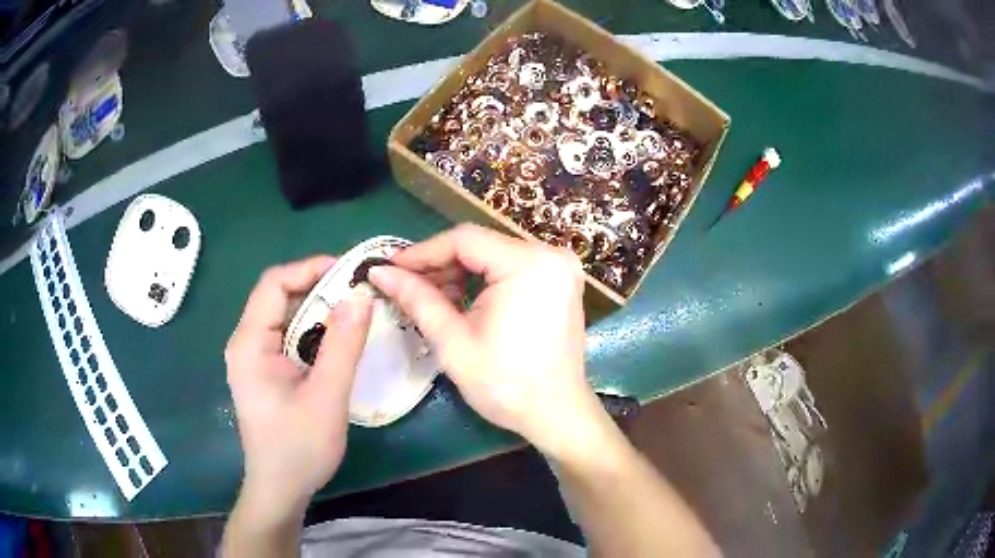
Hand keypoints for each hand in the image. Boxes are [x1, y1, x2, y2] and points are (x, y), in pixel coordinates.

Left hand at [224, 256, 372, 518]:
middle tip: (358, 292)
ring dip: (316, 309)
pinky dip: (311, 330)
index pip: (274, 284)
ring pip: (284, 315)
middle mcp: (245, 342)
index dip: (309, 268)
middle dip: (317, 288)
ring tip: (353, 312)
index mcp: (250, 343)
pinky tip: (335, 340)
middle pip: (277, 296)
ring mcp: (252, 357)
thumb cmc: (299, 448)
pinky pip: (286, 335)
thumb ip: (343, 344)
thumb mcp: (327, 397)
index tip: (349, 272)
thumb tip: (361, 295)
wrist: (280, 488)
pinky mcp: (263, 370)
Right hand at [368, 224, 607, 460]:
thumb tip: (380, 272)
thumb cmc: (505, 385)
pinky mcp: (559, 280)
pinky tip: (458, 298)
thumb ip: (417, 299)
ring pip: (493, 254)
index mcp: (529, 264)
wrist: (555, 413)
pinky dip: (482, 279)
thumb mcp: (454, 342)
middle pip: (480, 244)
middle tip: (404, 284)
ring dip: (458, 271)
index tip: (390, 267)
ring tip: (427, 295)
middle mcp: (550, 255)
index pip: (464, 240)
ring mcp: (559, 267)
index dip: (422, 252)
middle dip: (439, 263)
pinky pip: (511, 267)